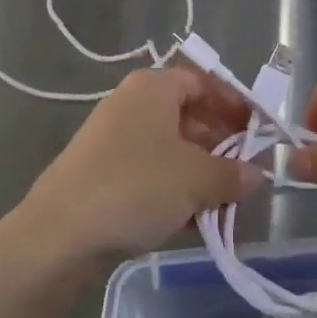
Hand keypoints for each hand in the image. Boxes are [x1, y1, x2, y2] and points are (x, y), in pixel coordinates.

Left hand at [20, 68, 263, 265]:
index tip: (258, 132)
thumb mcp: (196, 179)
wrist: (58, 235)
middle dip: (220, 144)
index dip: (234, 104)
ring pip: (170, 148)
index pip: (203, 82)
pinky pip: (149, 173)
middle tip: (245, 173)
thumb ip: (232, 174)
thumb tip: (256, 174)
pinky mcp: (101, 174)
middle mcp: (132, 104)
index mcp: (153, 87)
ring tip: (224, 203)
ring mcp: (113, 139)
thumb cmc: (135, 187)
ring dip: (200, 173)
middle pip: (188, 115)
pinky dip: (174, 191)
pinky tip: (192, 222)